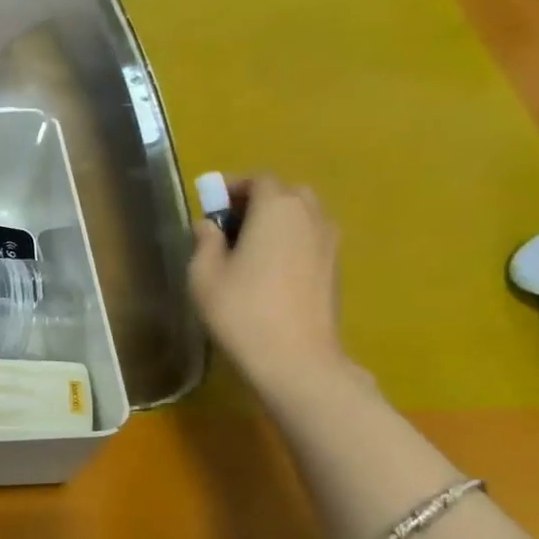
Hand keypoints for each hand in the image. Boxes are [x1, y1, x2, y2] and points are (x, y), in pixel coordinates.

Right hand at [188, 174, 355, 404]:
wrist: (295, 358)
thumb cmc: (240, 310)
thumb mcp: (204, 274)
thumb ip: (205, 241)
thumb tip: (208, 225)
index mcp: (277, 208)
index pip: (258, 180)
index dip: (232, 186)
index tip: (209, 203)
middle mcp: (310, 215)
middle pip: (285, 193)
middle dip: (256, 201)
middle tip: (227, 223)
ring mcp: (329, 241)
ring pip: (301, 215)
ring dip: (275, 221)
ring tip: (246, 247)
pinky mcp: (334, 267)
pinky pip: (309, 238)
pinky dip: (289, 240)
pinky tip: (266, 269)